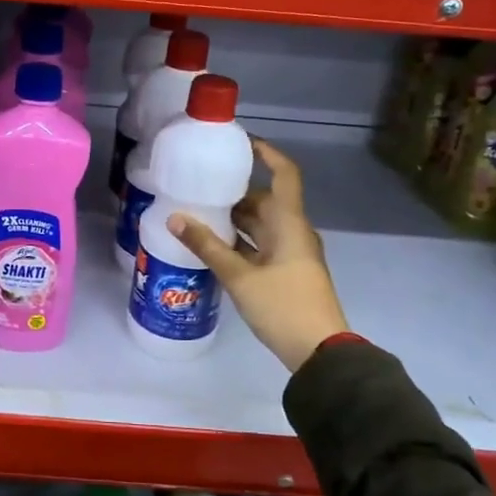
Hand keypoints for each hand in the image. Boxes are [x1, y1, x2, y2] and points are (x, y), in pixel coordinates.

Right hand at [170, 138, 350, 373]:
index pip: (284, 174)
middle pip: (266, 201)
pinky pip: (261, 246)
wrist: (321, 352)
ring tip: (200, 212)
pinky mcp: (286, 273)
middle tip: (201, 186)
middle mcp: (294, 232)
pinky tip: (213, 245)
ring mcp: (292, 254)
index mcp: (290, 223)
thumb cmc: (283, 306)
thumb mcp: (240, 277)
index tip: (241, 143)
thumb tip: (174, 218)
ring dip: (235, 219)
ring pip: (261, 226)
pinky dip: (240, 242)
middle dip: (236, 193)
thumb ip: (207, 246)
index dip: (266, 154)